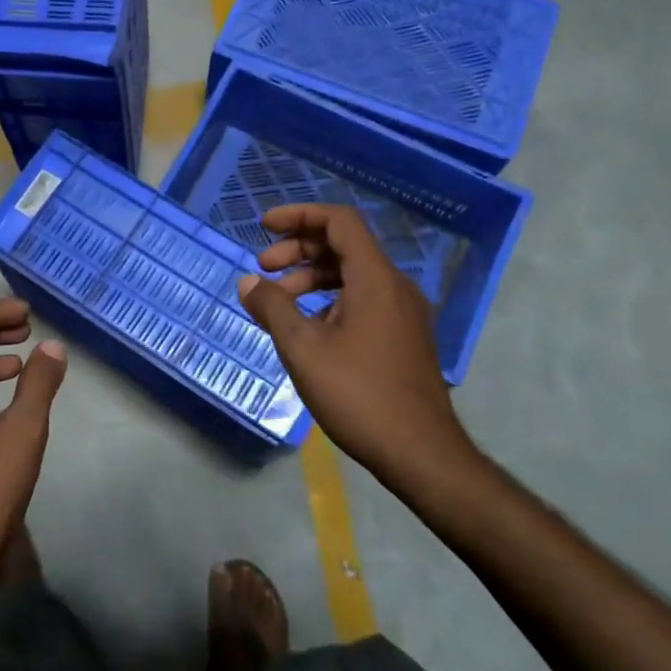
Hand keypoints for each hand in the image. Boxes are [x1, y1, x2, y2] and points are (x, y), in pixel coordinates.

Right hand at [236, 204, 486, 500]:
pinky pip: (363, 300)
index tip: (264, 226)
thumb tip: (248, 283)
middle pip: (343, 246)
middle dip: (298, 249)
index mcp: (375, 278)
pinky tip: (307, 329)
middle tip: (263, 269)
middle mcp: (394, 286)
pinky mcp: (403, 337)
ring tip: (277, 302)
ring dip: (311, 277)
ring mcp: (403, 313)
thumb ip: (273, 308)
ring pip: (352, 275)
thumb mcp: (303, 349)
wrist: (422, 455)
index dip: (299, 215)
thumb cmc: (360, 395)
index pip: (339, 221)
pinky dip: (330, 300)